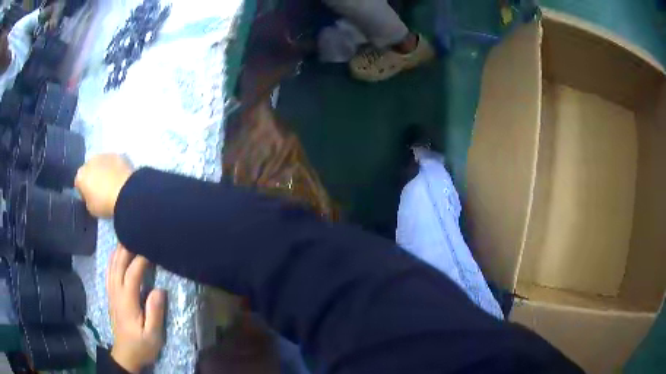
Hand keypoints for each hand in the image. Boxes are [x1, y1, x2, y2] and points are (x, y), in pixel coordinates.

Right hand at [75, 154, 133, 217]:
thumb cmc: (104, 203)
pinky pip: (114, 163)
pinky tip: (121, 179)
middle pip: (89, 170)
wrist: (125, 192)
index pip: (79, 183)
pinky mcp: (118, 154)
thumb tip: (91, 196)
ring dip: (105, 171)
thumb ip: (87, 200)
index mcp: (80, 175)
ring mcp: (104, 155)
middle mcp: (90, 160)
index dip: (84, 192)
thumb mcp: (91, 209)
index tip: (90, 199)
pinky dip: (116, 169)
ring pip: (102, 164)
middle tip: (102, 191)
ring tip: (112, 184)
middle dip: (94, 178)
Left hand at [108, 245, 165, 372]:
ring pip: (111, 266)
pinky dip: (112, 260)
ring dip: (118, 251)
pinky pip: (109, 272)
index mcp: (127, 301)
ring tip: (128, 238)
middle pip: (118, 264)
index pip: (132, 273)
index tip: (152, 249)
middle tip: (138, 235)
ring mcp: (111, 293)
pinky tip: (116, 254)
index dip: (140, 259)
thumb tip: (159, 289)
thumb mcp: (153, 335)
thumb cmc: (141, 345)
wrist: (126, 354)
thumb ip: (155, 313)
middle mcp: (116, 293)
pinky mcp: (111, 296)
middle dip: (127, 248)